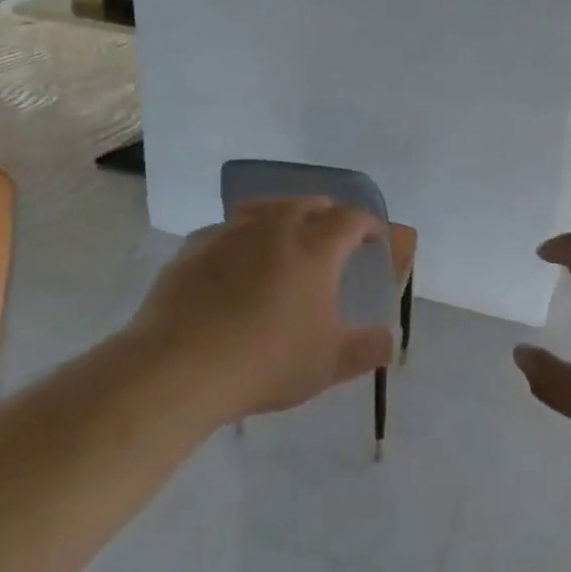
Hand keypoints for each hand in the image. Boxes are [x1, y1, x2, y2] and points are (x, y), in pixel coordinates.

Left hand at [128, 198, 394, 425]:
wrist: (180, 367)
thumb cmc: (267, 361)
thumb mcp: (330, 363)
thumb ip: (369, 348)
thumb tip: (390, 340)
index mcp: (315, 247)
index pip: (352, 219)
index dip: (369, 225)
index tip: (375, 238)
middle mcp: (275, 227)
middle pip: (309, 204)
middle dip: (328, 215)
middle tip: (333, 238)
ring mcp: (231, 232)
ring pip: (266, 209)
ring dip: (284, 218)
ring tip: (286, 239)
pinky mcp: (194, 247)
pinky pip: (227, 230)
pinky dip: (242, 238)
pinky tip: (235, 262)